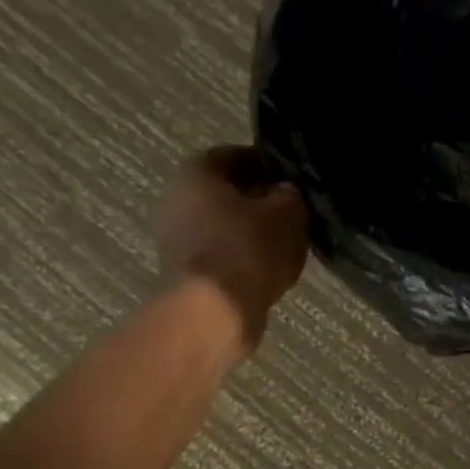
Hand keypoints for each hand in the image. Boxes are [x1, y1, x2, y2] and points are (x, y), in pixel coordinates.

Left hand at [152, 146, 308, 350]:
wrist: (214, 313)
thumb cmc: (248, 250)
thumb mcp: (287, 213)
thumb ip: (290, 195)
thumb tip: (285, 193)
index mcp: (195, 173)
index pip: (234, 155)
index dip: (266, 164)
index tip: (292, 179)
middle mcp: (176, 201)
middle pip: (226, 193)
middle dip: (259, 201)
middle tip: (293, 212)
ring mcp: (176, 241)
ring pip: (224, 226)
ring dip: (253, 232)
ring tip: (288, 243)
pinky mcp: (186, 274)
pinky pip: (222, 255)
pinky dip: (244, 259)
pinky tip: (271, 269)